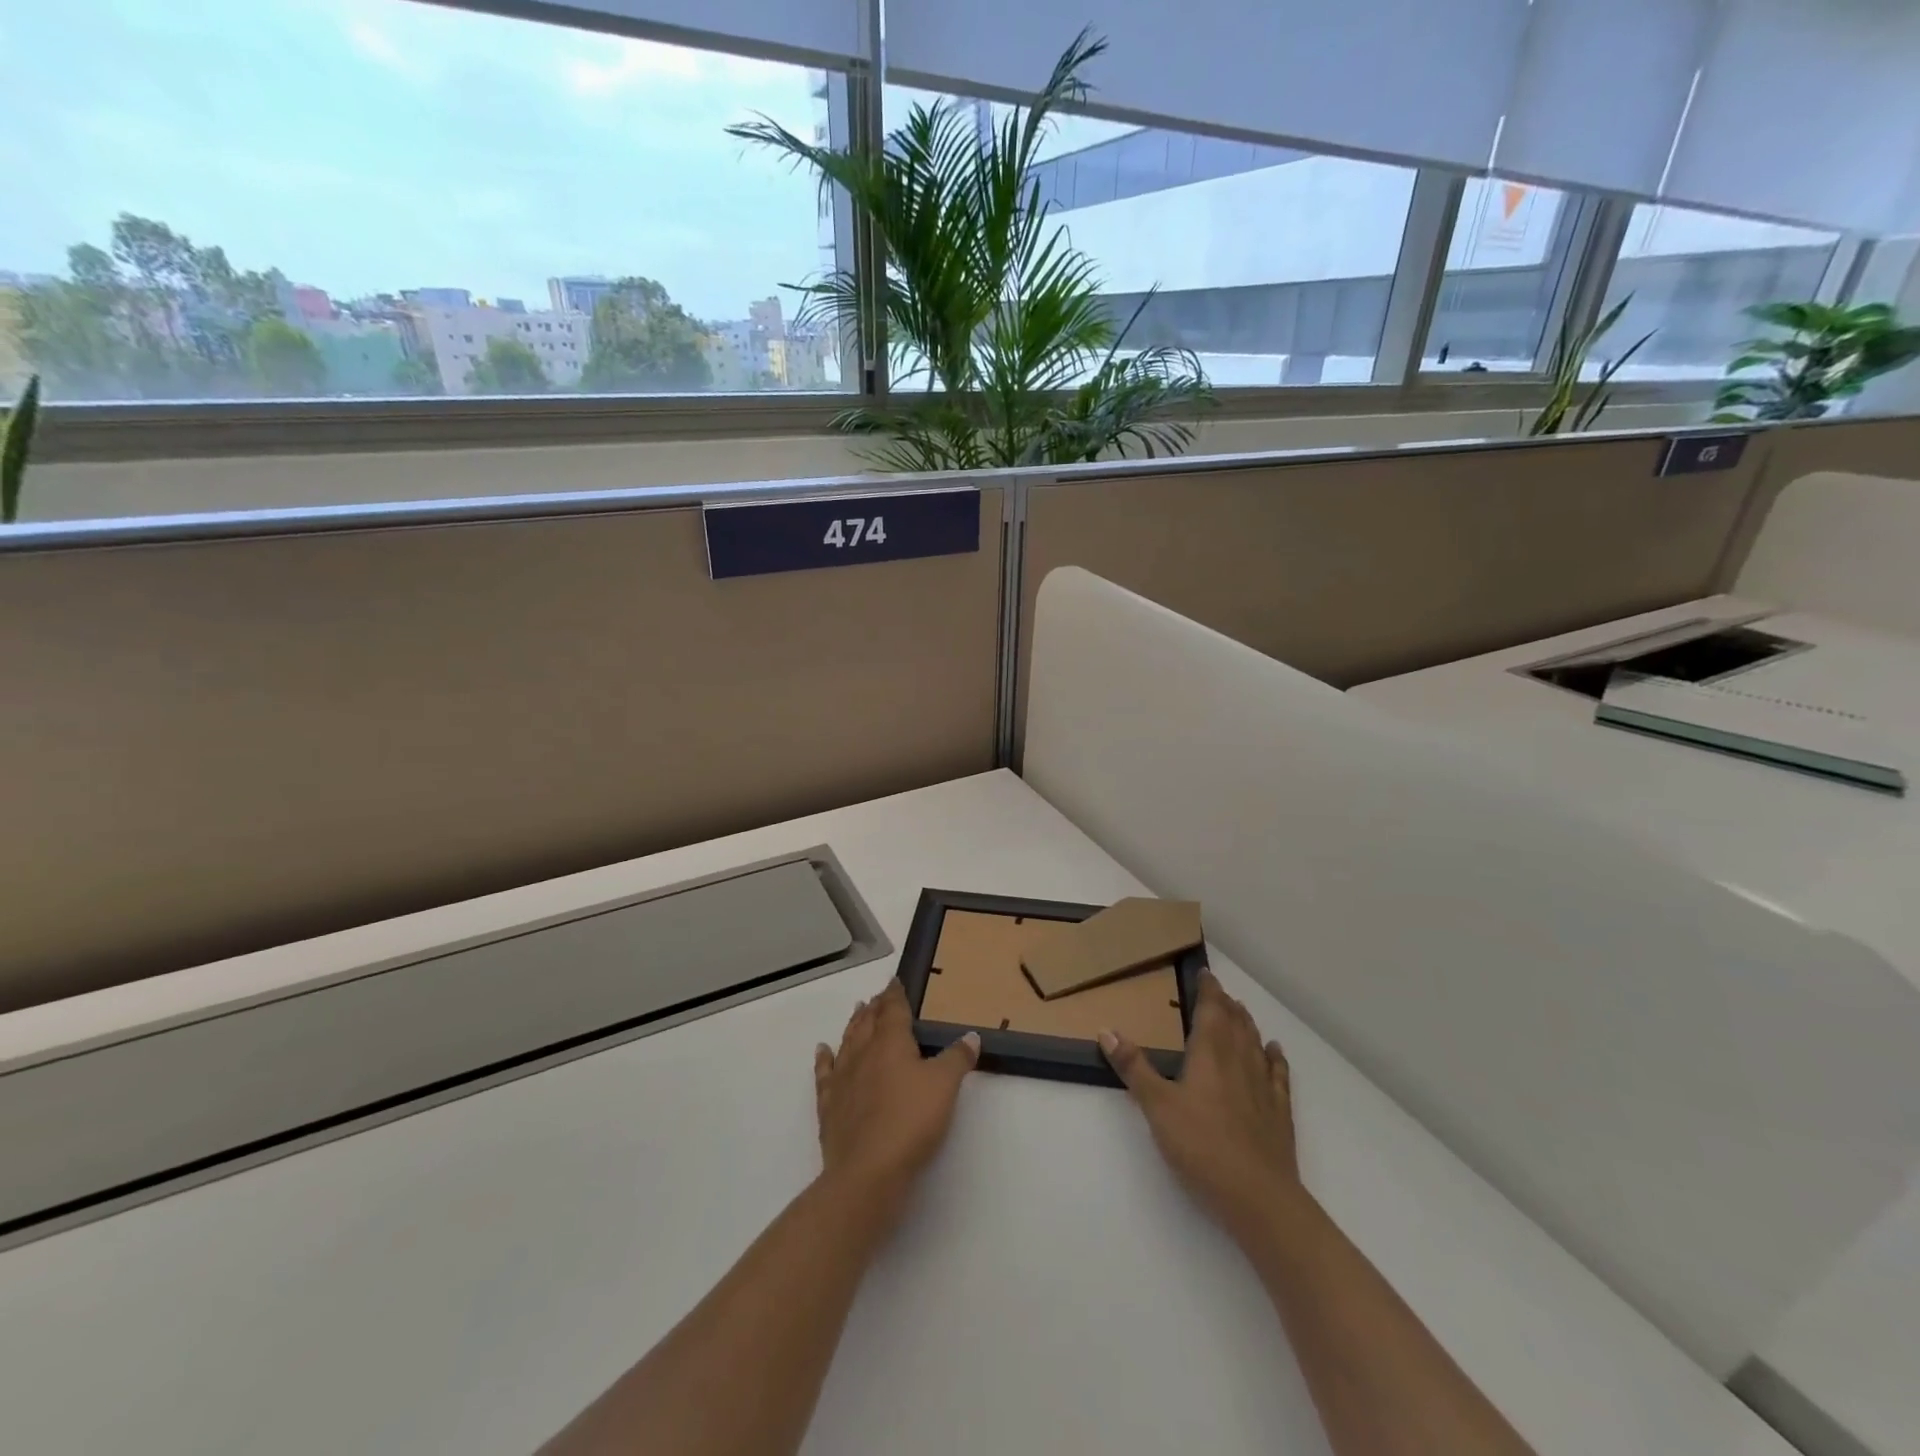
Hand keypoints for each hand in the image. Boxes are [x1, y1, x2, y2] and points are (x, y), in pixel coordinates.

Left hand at [814, 981, 978, 1219]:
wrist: (867, 1171)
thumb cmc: (911, 1120)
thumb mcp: (945, 1086)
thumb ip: (958, 1058)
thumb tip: (970, 1036)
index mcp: (890, 1042)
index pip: (892, 1009)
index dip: (895, 995)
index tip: (895, 982)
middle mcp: (863, 1053)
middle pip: (868, 1022)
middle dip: (875, 1007)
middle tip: (878, 996)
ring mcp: (842, 1079)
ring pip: (847, 1042)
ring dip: (853, 1025)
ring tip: (857, 1012)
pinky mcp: (829, 1105)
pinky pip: (825, 1074)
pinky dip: (824, 1059)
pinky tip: (822, 1051)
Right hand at [1099, 971, 1302, 1237]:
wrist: (1258, 1196)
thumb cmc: (1201, 1145)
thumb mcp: (1157, 1106)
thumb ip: (1134, 1067)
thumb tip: (1106, 1030)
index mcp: (1210, 1052)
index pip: (1211, 1009)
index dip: (1208, 989)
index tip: (1205, 973)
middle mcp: (1239, 1060)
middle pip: (1236, 1022)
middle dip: (1226, 1003)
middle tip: (1218, 991)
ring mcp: (1263, 1085)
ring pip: (1256, 1042)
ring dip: (1247, 1023)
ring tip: (1240, 1012)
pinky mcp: (1279, 1112)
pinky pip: (1278, 1073)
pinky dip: (1274, 1057)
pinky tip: (1274, 1050)